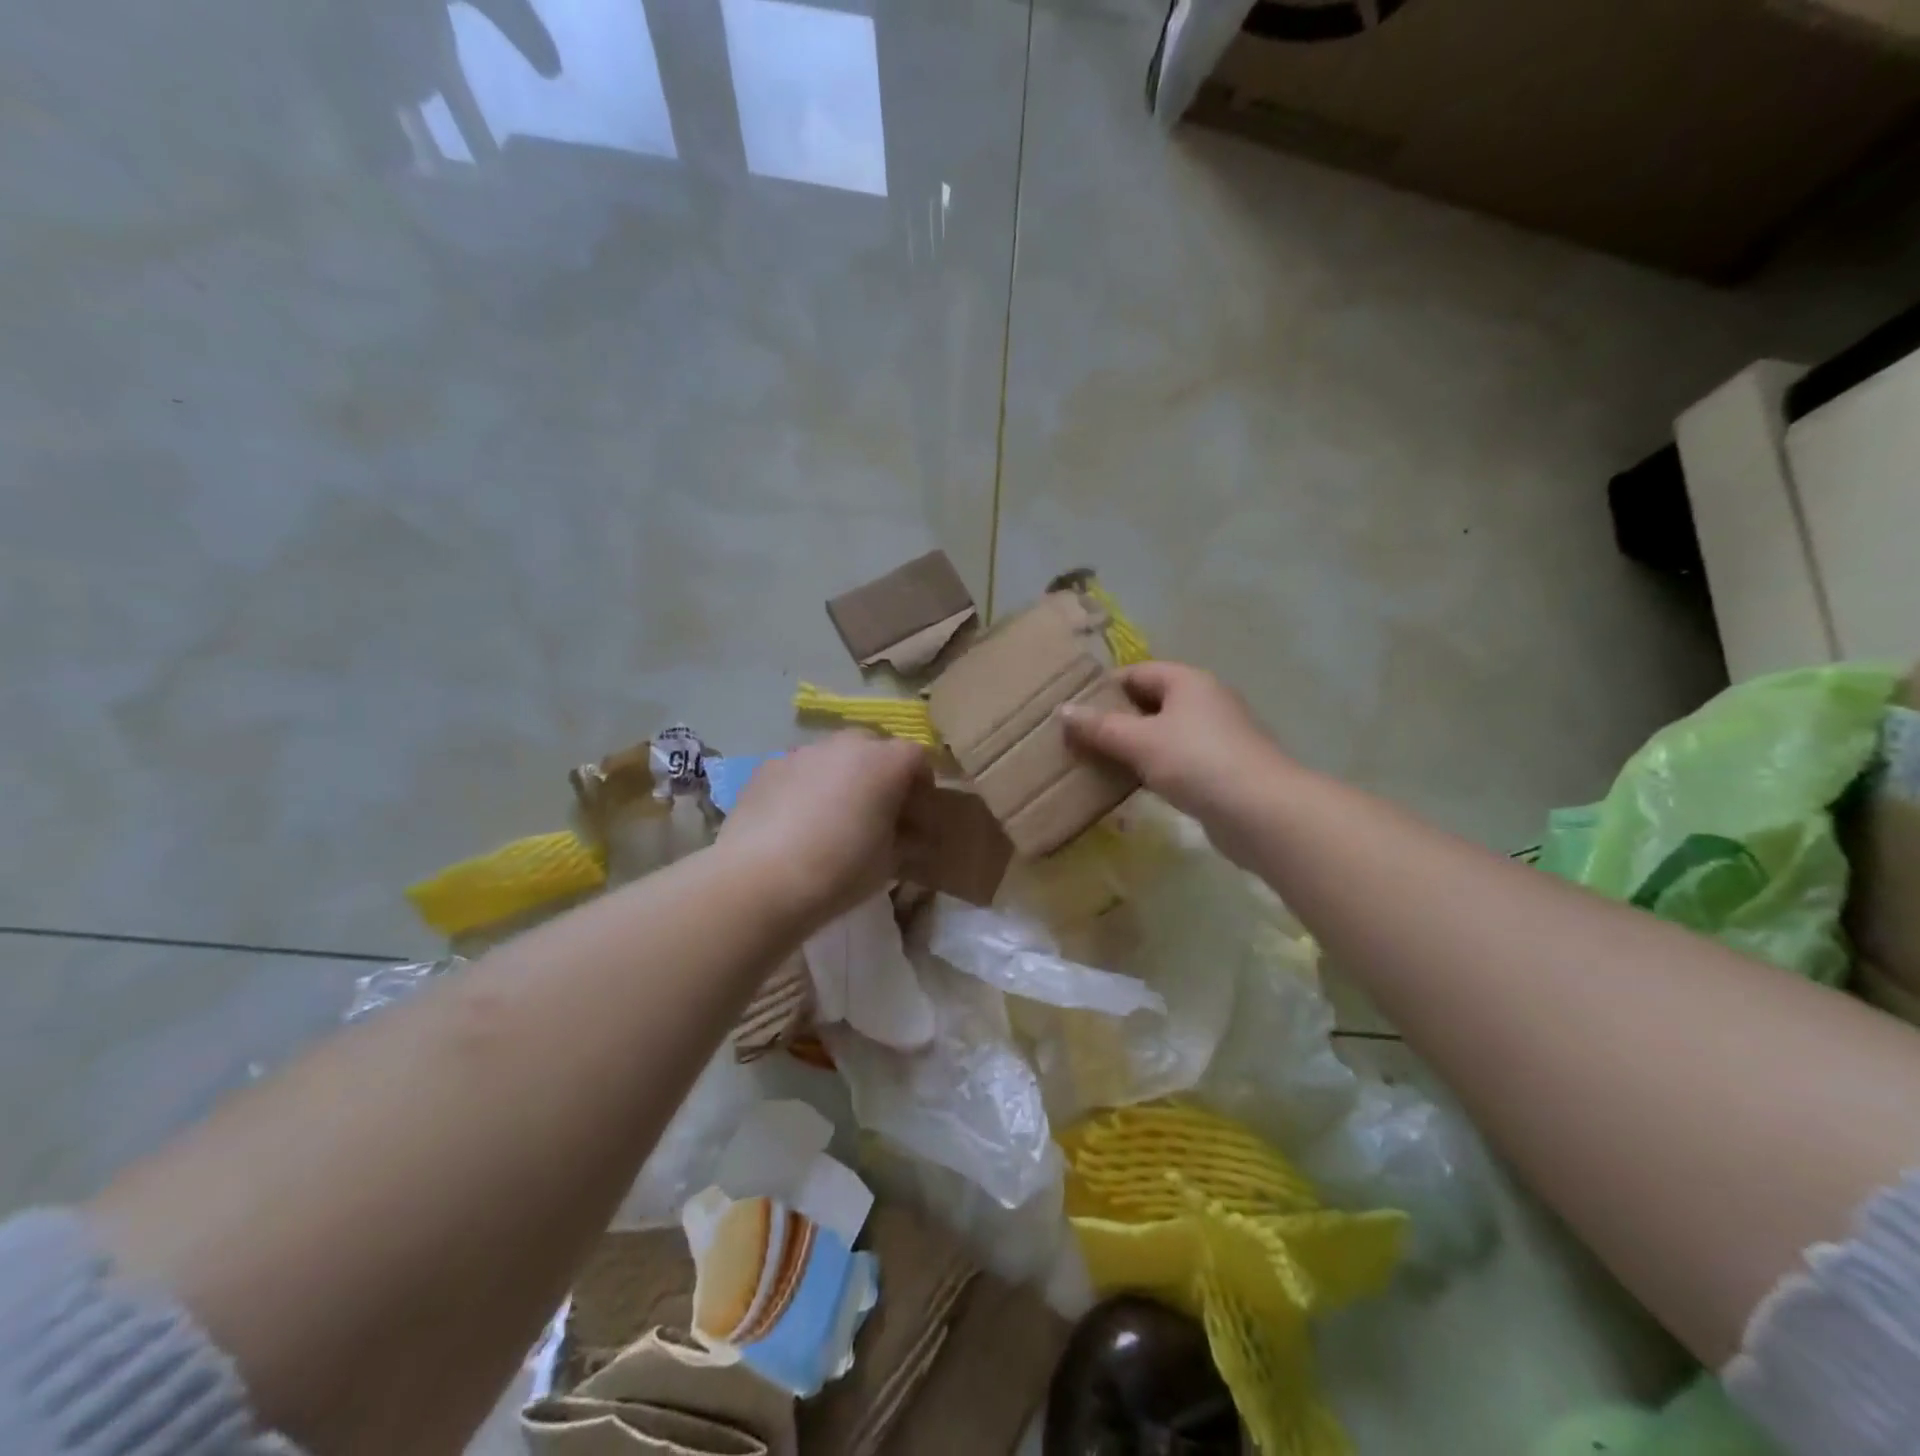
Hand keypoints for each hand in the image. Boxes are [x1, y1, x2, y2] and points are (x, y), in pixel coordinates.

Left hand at [718, 732, 929, 928]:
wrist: (759, 880)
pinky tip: (795, 822)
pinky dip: (806, 786)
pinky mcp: (767, 767)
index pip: (917, 757)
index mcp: (884, 762)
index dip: (921, 783)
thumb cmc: (839, 871)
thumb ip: (906, 839)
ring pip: (834, 756)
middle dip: (881, 772)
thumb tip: (910, 833)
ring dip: (841, 776)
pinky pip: (799, 770)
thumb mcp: (889, 862)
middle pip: (874, 747)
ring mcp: (802, 752)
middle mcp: (845, 745)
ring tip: (832, 816)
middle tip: (876, 809)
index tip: (916, 812)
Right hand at [1062, 662, 1289, 827]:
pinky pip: (1178, 760)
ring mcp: (1217, 736)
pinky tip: (1133, 786)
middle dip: (1116, 719)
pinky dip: (1154, 767)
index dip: (1105, 687)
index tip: (1075, 709)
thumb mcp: (1140, 741)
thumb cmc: (1197, 762)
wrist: (1261, 811)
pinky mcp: (1222, 769)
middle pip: (1151, 702)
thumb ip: (1100, 727)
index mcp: (1188, 681)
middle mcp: (1205, 701)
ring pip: (1164, 733)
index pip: (1137, 672)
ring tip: (1098, 763)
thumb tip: (1062, 710)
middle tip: (1080, 739)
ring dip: (1133, 746)